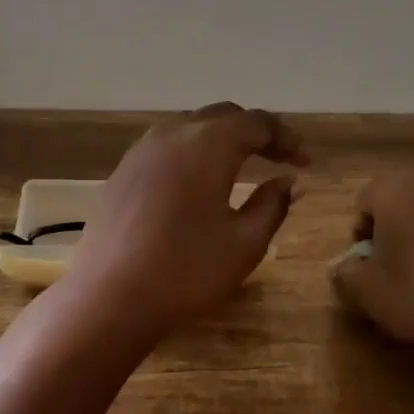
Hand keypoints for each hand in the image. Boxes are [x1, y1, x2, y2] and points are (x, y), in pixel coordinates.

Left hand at [68, 102, 307, 333]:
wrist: (109, 297)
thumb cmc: (186, 271)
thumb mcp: (244, 243)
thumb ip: (272, 204)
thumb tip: (289, 180)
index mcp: (208, 144)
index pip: (257, 123)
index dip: (286, 138)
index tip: (304, 163)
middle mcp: (173, 134)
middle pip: (223, 116)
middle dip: (255, 133)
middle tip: (278, 160)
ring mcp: (141, 151)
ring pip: (190, 127)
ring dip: (220, 139)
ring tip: (240, 166)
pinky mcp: (122, 171)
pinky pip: (166, 146)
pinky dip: (191, 153)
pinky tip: (197, 183)